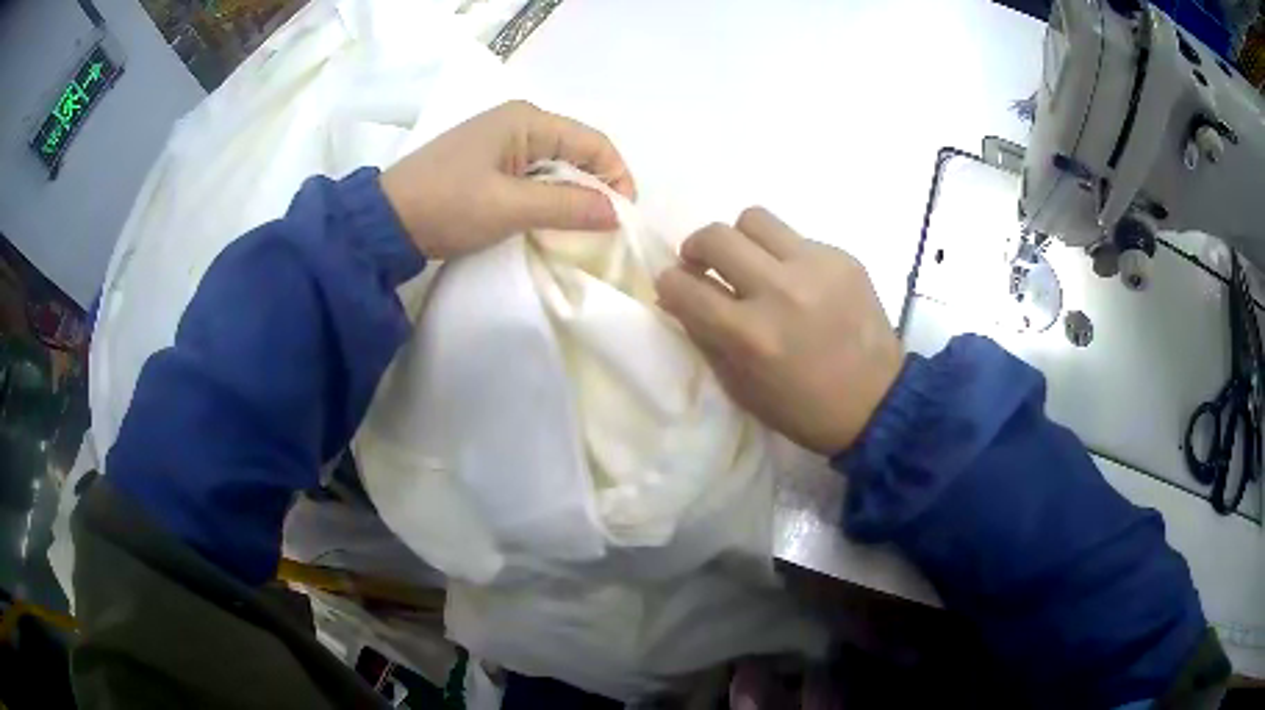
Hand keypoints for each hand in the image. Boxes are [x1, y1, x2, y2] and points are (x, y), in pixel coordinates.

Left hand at [380, 101, 635, 258]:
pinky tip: (548, 223)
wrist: (385, 222)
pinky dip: (547, 200)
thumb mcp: (510, 206)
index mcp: (527, 120)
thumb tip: (616, 213)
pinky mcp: (488, 165)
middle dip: (595, 189)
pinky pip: (533, 178)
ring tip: (579, 231)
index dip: (616, 177)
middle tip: (604, 230)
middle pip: (577, 153)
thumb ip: (567, 206)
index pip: (593, 142)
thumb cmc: (447, 204)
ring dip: (571, 197)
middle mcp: (519, 123)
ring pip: (555, 168)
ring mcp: (501, 144)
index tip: (622, 218)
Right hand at [655, 208, 903, 454]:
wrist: (877, 403)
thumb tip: (680, 296)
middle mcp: (779, 291)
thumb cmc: (802, 408)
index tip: (675, 287)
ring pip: (754, 218)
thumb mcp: (741, 387)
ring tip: (752, 263)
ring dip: (741, 240)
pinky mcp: (843, 258)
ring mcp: (815, 268)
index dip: (669, 283)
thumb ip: (705, 336)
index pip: (684, 286)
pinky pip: (797, 238)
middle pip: (715, 237)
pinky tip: (800, 282)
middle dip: (696, 249)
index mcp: (749, 335)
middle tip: (705, 265)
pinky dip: (785, 256)